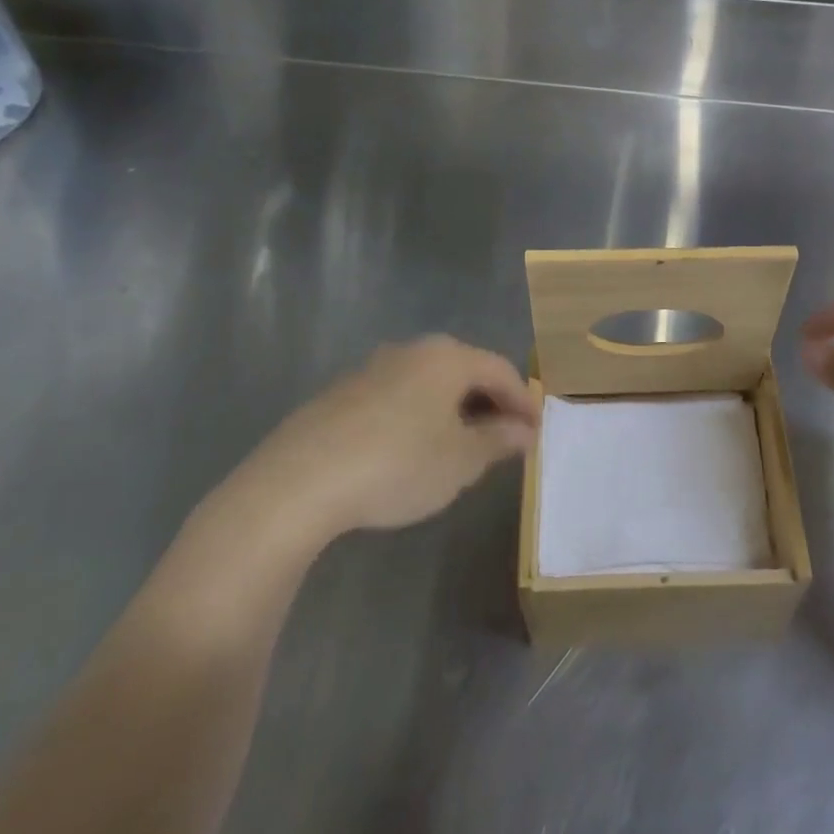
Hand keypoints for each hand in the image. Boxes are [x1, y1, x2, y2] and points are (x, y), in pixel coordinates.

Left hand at [216, 336, 539, 558]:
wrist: (298, 482)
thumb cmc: (397, 464)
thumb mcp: (461, 460)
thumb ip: (499, 440)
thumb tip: (525, 430)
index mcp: (448, 358)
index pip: (502, 371)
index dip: (523, 401)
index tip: (535, 433)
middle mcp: (413, 350)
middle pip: (466, 370)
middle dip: (490, 403)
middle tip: (503, 438)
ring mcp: (373, 367)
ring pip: (430, 382)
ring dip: (454, 408)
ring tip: (461, 446)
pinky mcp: (342, 392)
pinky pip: (398, 395)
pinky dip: (419, 414)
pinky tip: (412, 448)